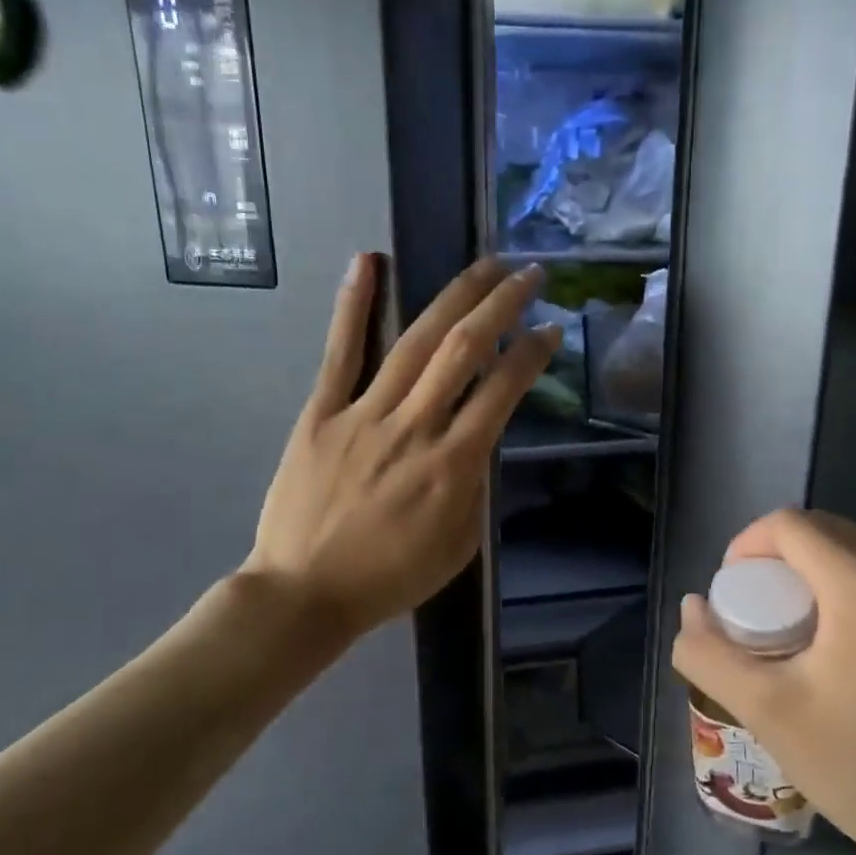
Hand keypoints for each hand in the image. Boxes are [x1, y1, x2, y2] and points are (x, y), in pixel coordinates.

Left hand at [241, 253, 558, 642]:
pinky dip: (355, 305)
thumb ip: (475, 488)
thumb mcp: (458, 546)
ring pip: (414, 342)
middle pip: (464, 350)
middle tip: (528, 273)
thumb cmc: (389, 578)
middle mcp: (414, 427)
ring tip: (484, 264)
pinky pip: (340, 354)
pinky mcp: (321, 414)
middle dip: (502, 305)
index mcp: (453, 465)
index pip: (502, 391)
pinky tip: (368, 261)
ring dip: (455, 296)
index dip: (532, 353)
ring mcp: (364, 415)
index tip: (551, 328)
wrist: (305, 593)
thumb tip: (480, 440)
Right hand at [671, 509, 855, 854]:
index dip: (748, 546)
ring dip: (829, 579)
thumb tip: (692, 609)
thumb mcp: (766, 713)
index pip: (789, 525)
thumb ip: (710, 654)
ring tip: (814, 639)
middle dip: (785, 562)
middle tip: (766, 616)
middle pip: (831, 534)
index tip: (735, 592)